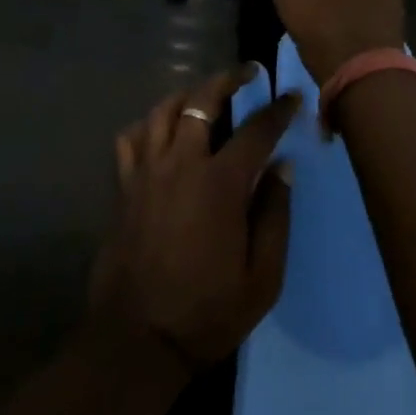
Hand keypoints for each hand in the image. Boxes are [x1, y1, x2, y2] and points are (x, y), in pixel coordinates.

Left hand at [90, 70, 300, 369]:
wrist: (138, 341)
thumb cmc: (207, 313)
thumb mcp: (262, 277)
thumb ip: (275, 215)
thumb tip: (283, 167)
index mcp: (220, 183)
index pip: (255, 130)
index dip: (277, 110)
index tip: (291, 97)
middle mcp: (181, 163)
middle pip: (203, 100)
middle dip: (228, 79)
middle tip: (247, 73)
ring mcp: (147, 171)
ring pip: (164, 110)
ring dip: (188, 94)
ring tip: (204, 93)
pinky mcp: (124, 186)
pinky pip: (131, 137)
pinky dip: (148, 124)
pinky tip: (159, 129)